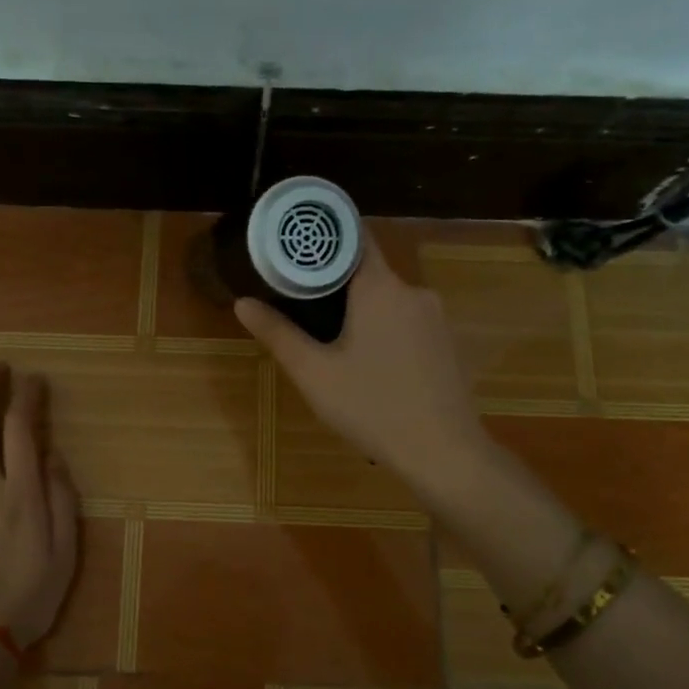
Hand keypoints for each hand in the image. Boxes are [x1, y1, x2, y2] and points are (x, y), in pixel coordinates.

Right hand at [236, 234, 485, 489]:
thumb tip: (242, 303)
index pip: (354, 237)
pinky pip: (406, 320)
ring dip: (360, 309)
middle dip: (335, 282)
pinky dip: (383, 328)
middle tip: (300, 301)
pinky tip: (368, 361)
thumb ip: (278, 334)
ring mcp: (435, 317)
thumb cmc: (372, 407)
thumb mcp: (314, 374)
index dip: (325, 236)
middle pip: (368, 270)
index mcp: (380, 288)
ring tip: (329, 337)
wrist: (443, 453)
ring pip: (388, 298)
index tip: (296, 243)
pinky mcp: (446, 342)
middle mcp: (413, 291)